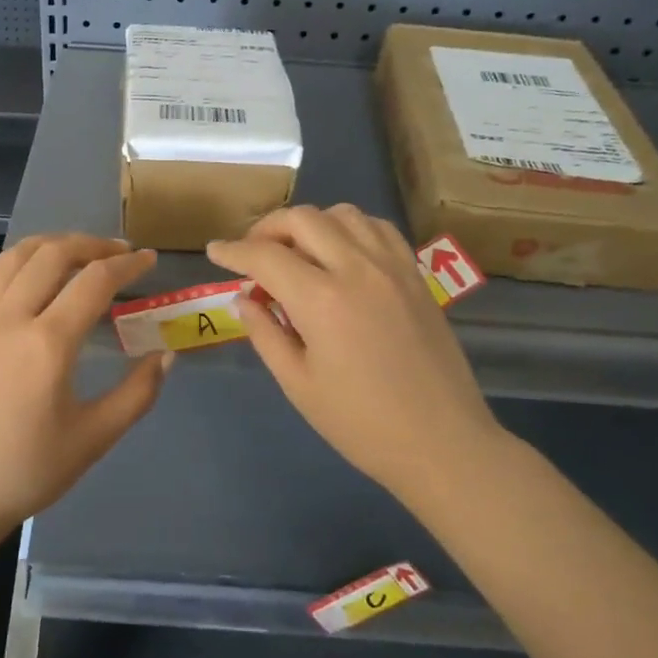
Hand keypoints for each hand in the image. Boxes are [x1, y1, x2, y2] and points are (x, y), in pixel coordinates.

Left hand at [0, 234, 171, 541]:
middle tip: (119, 253)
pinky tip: (28, 268)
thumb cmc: (23, 472)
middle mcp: (9, 317)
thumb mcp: (92, 440)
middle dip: (92, 244)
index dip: (127, 264)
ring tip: (79, 253)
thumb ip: (136, 395)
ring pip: (17, 256)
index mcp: (47, 344)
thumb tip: (166, 355)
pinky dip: (15, 259)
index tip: (149, 259)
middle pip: (54, 254)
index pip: (94, 281)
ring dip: (53, 244)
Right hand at [208, 204, 502, 499]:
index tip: (214, 252)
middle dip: (267, 228)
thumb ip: (265, 333)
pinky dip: (350, 228)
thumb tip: (244, 299)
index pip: (265, 256)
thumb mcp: (298, 384)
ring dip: (310, 224)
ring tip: (296, 251)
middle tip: (252, 254)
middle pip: (302, 219)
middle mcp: (357, 269)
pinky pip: (378, 228)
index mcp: (321, 300)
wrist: (442, 443)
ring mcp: (392, 267)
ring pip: (342, 214)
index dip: (232, 251)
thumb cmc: (361, 424)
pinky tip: (341, 253)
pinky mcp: (415, 275)